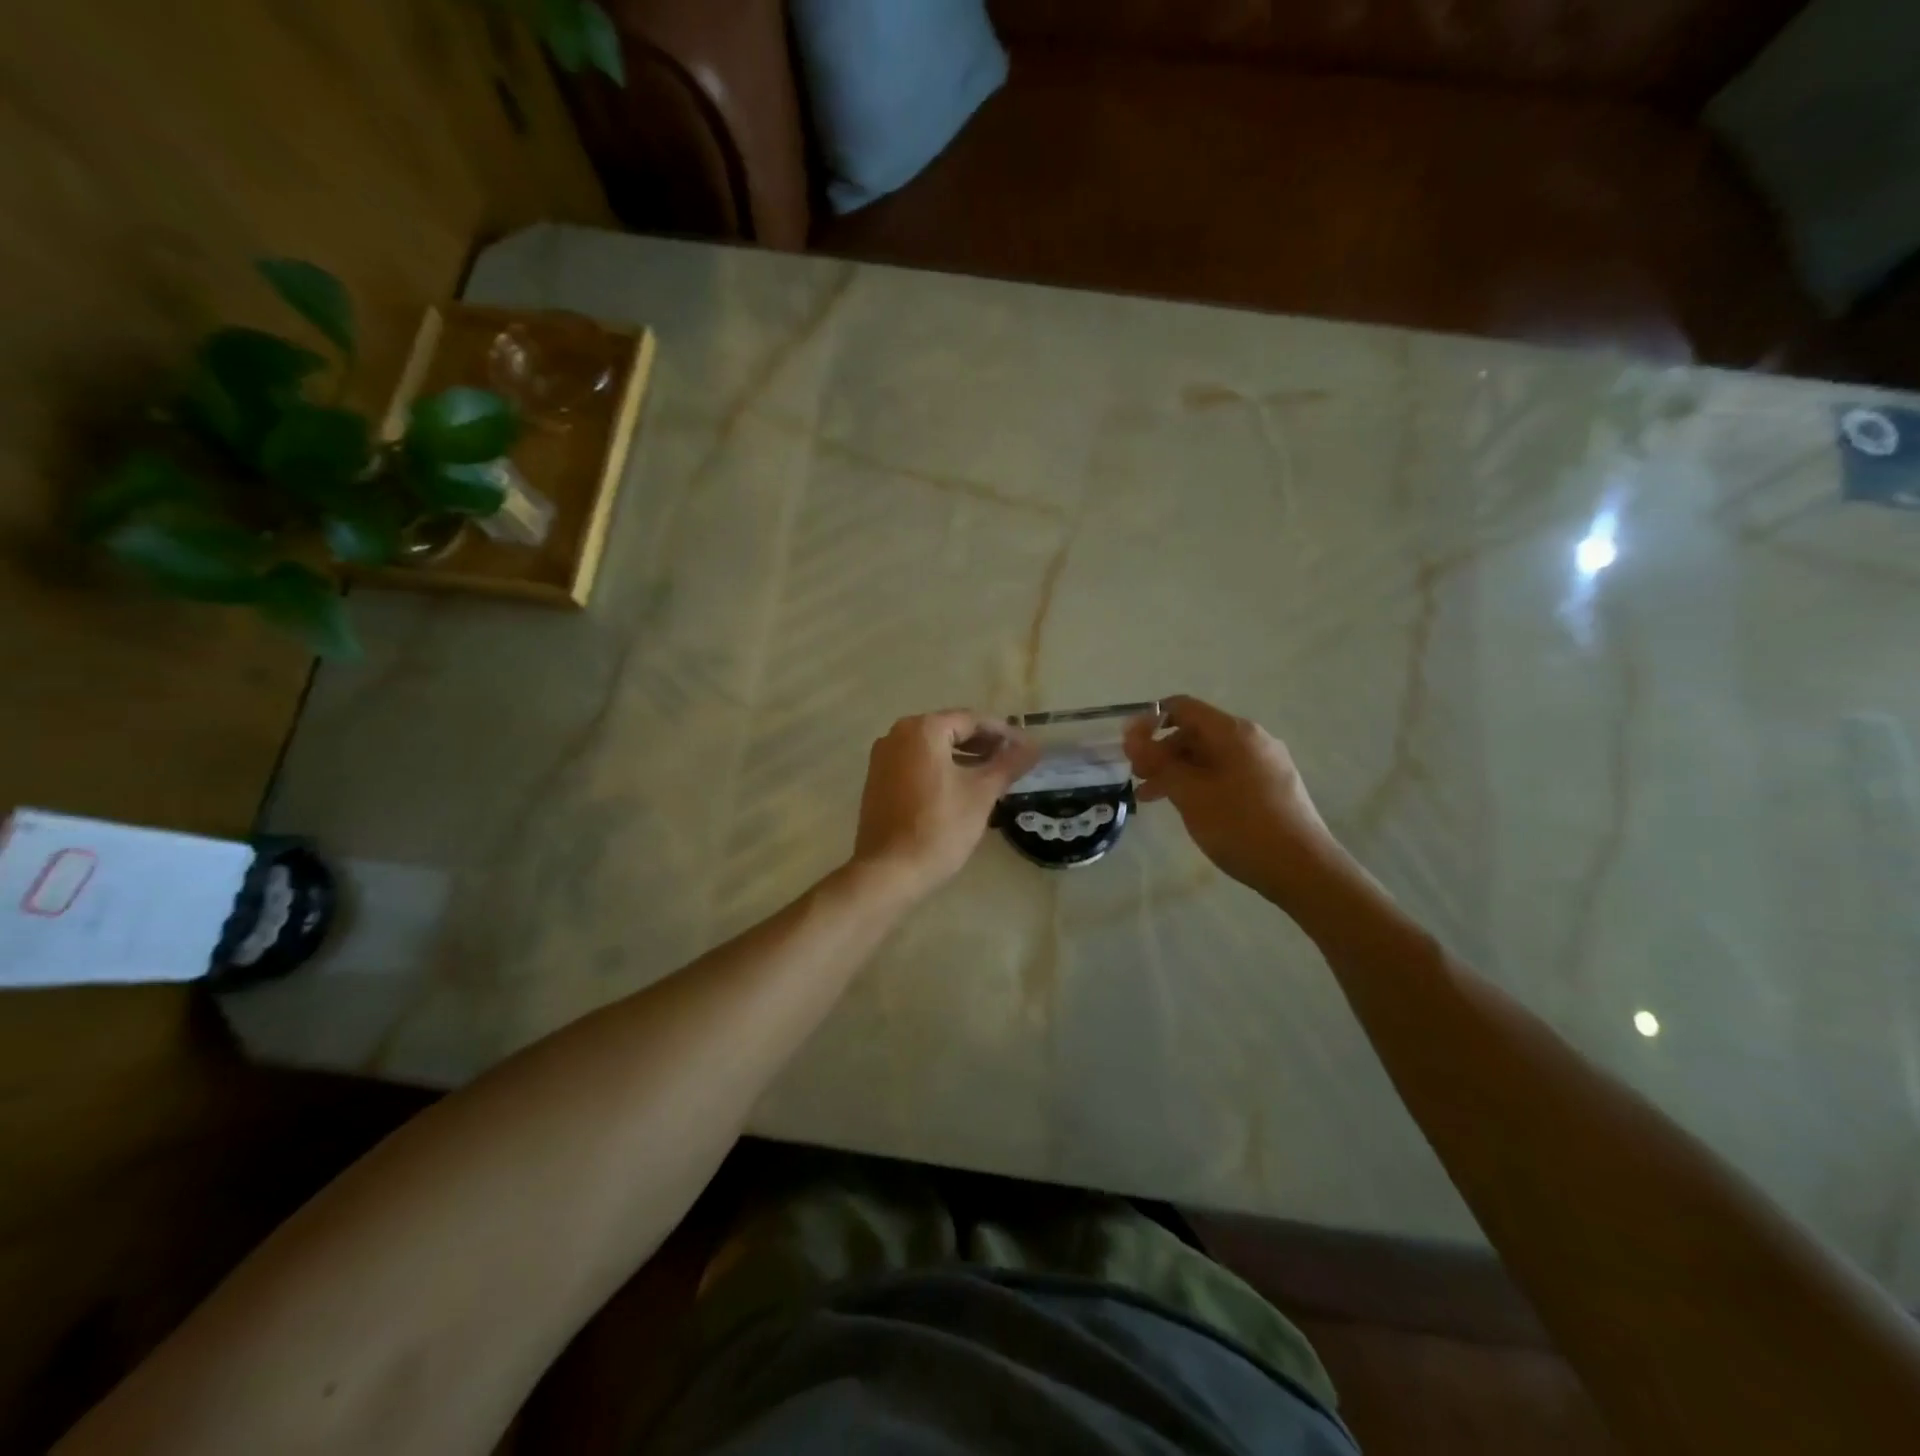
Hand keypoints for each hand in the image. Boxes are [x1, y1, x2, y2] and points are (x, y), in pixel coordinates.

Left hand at [852, 711, 1038, 898]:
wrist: (889, 871)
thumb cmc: (940, 827)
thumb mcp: (981, 794)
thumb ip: (1009, 764)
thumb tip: (1034, 746)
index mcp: (923, 730)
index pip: (972, 720)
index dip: (1003, 733)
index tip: (1027, 747)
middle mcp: (898, 734)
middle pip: (950, 730)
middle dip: (983, 744)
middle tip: (1013, 761)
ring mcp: (883, 758)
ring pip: (932, 748)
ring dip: (963, 757)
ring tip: (992, 775)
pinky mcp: (878, 780)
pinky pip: (916, 763)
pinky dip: (941, 769)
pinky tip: (961, 788)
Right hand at [1124, 695, 1344, 911]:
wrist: (1303, 869)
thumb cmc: (1240, 826)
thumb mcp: (1189, 793)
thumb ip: (1158, 762)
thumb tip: (1131, 735)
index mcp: (1234, 732)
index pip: (1182, 707)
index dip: (1149, 721)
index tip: (1127, 748)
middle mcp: (1253, 738)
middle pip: (1196, 732)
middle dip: (1161, 751)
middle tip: (1137, 778)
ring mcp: (1266, 763)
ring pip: (1210, 755)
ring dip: (1177, 771)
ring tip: (1152, 798)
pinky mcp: (1273, 786)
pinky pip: (1227, 772)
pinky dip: (1200, 782)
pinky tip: (1189, 807)